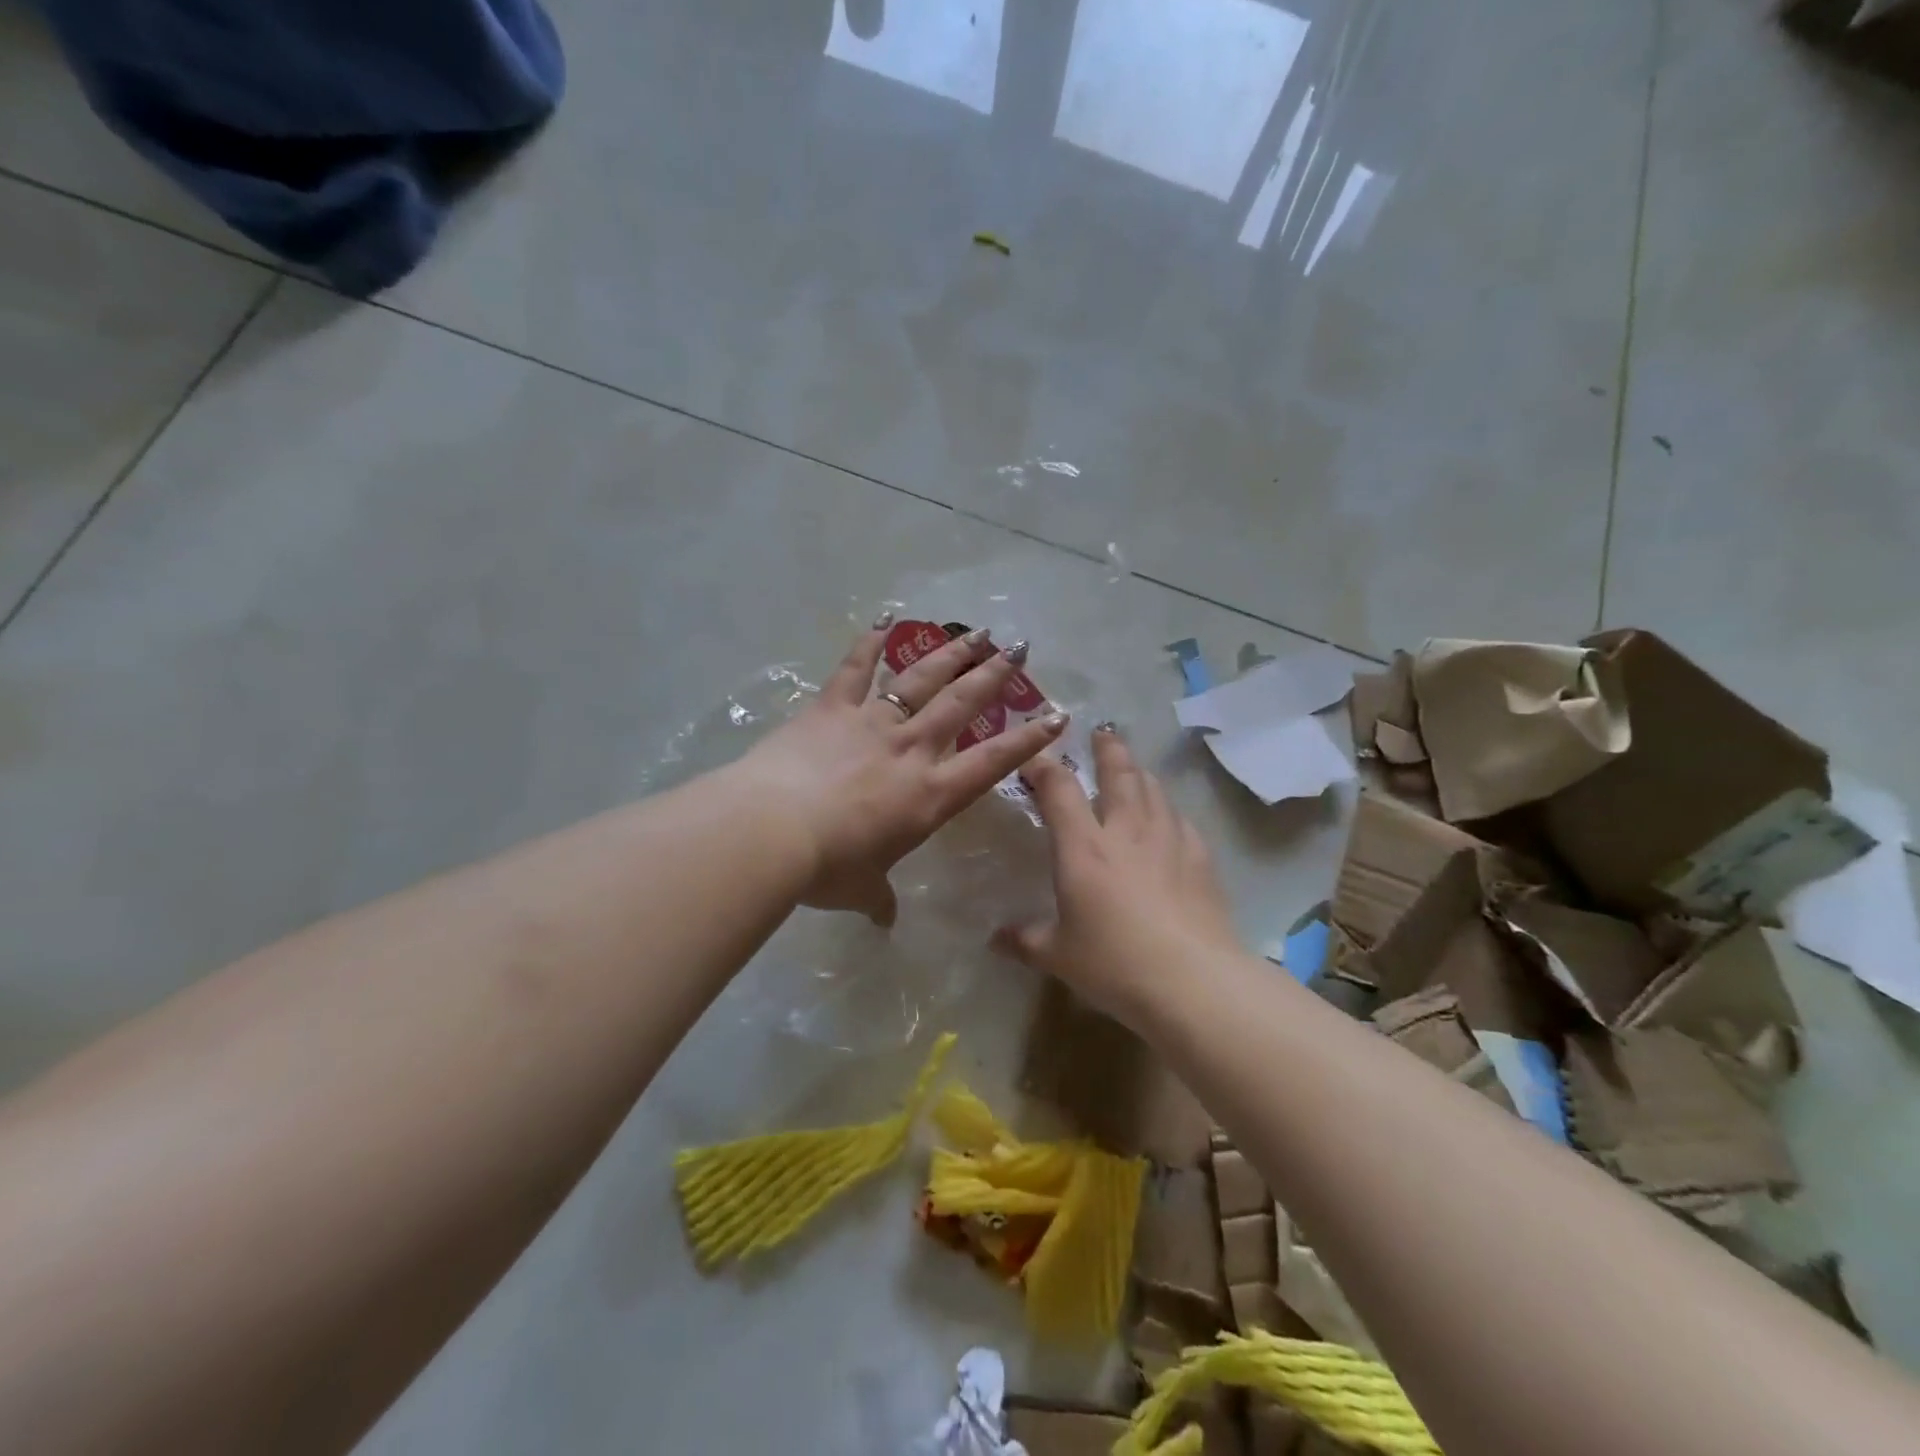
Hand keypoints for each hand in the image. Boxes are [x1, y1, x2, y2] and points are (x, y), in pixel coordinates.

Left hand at [730, 617, 1069, 923]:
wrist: (772, 830)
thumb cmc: (827, 868)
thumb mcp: (860, 890)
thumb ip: (878, 899)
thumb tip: (884, 920)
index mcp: (929, 795)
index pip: (991, 763)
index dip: (1027, 741)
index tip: (1057, 716)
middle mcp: (910, 749)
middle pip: (962, 704)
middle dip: (994, 675)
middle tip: (1019, 648)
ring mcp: (872, 722)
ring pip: (921, 678)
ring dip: (951, 653)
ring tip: (976, 631)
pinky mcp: (831, 708)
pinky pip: (854, 669)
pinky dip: (869, 643)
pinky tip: (884, 619)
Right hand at [992, 727, 1241, 1022]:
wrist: (1191, 980)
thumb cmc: (1114, 963)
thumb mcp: (1058, 956)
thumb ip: (1024, 940)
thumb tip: (995, 939)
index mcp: (1083, 847)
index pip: (1059, 789)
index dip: (1044, 767)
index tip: (1035, 758)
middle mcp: (1125, 831)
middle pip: (1118, 773)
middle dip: (1107, 749)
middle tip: (1103, 732)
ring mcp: (1168, 840)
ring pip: (1153, 789)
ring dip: (1139, 772)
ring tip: (1133, 768)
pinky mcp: (1200, 858)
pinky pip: (1180, 819)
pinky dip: (1168, 809)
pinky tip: (1169, 818)